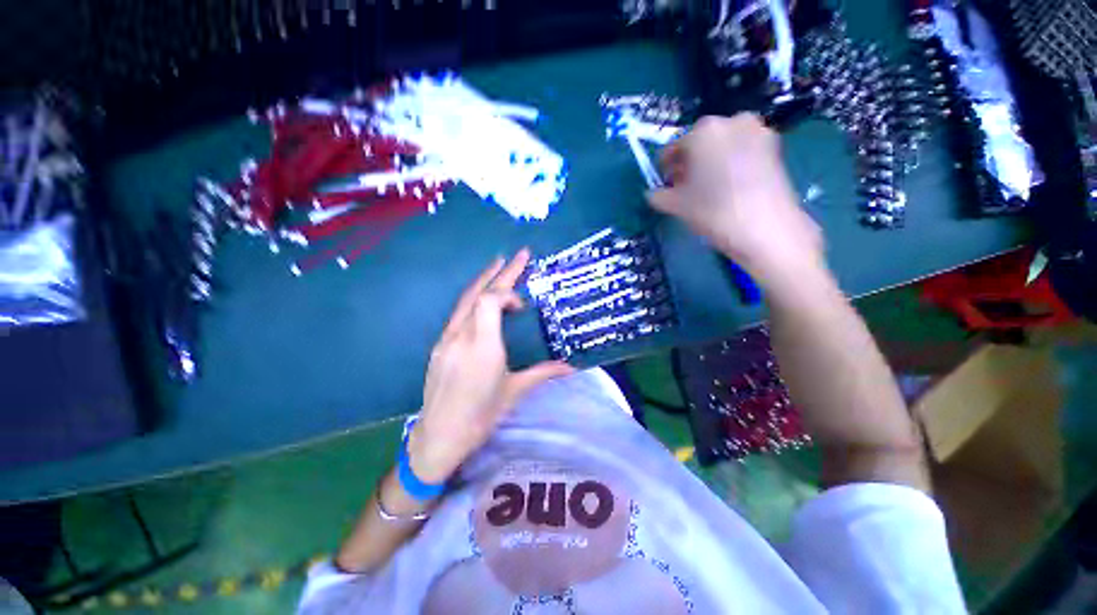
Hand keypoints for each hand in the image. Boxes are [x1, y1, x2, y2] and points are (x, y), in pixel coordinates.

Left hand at [408, 250, 573, 483]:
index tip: (523, 306)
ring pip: (465, 300)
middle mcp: (462, 337)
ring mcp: (447, 339)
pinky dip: (474, 299)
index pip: (490, 301)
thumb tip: (571, 367)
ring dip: (484, 280)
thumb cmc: (481, 416)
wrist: (439, 435)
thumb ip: (543, 373)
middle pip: (479, 293)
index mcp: (483, 347)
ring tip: (499, 265)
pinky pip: (458, 313)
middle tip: (519, 254)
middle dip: (501, 272)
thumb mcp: (515, 392)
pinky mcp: (440, 345)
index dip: (508, 294)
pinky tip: (483, 300)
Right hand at [646, 114, 824, 288]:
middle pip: (699, 143)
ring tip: (708, 188)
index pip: (673, 149)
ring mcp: (757, 131)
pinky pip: (742, 151)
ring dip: (711, 162)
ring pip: (722, 145)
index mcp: (702, 132)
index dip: (665, 168)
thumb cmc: (712, 211)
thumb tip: (653, 193)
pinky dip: (732, 163)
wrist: (764, 227)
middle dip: (689, 163)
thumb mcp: (675, 206)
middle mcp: (730, 121)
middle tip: (685, 187)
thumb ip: (657, 196)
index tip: (665, 185)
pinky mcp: (775, 146)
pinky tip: (730, 186)